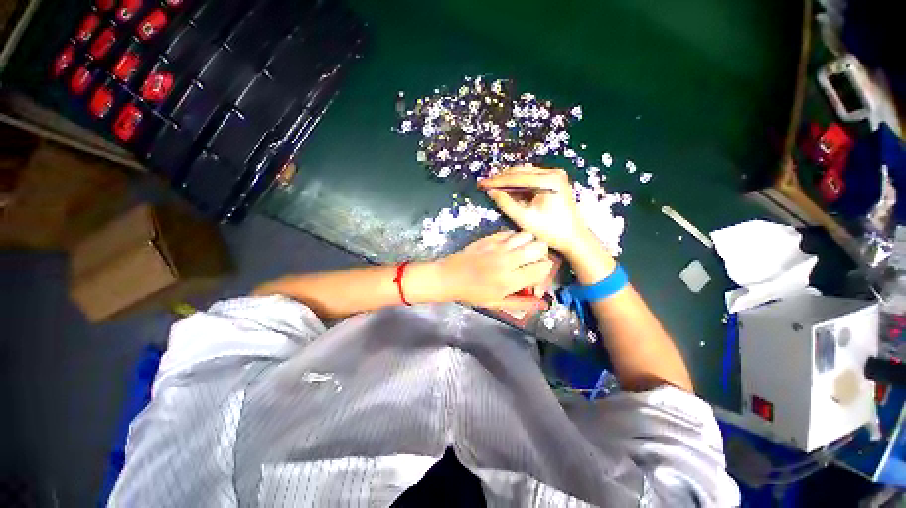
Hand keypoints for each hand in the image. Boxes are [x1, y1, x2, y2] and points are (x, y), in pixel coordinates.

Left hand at [437, 231, 552, 310]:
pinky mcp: (489, 238)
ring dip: (529, 243)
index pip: (542, 268)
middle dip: (541, 254)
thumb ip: (522, 303)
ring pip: (527, 235)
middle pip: (539, 247)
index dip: (545, 270)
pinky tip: (509, 245)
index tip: (537, 273)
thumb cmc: (472, 293)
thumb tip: (544, 303)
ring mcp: (498, 247)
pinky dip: (515, 237)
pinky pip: (510, 232)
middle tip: (532, 261)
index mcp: (510, 280)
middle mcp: (507, 261)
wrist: (449, 277)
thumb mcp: (497, 303)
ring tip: (522, 251)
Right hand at [479, 165, 591, 256]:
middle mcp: (554, 172)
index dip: (497, 181)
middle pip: (521, 171)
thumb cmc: (550, 231)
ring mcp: (556, 175)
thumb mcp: (524, 219)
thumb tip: (490, 192)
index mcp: (549, 180)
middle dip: (501, 178)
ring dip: (509, 180)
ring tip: (493, 185)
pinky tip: (507, 188)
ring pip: (526, 173)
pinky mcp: (555, 181)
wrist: (573, 238)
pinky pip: (532, 178)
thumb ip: (505, 204)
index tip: (481, 183)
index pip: (517, 177)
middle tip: (484, 183)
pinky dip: (519, 184)